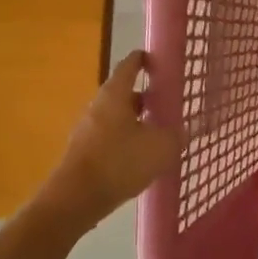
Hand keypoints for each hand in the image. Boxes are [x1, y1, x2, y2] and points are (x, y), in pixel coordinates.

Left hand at [37, 51, 180, 231]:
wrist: (76, 198)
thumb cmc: (120, 162)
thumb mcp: (161, 147)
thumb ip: (175, 135)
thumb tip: (180, 131)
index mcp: (115, 95)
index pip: (129, 66)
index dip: (143, 60)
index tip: (156, 61)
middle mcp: (98, 107)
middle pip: (123, 94)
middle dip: (144, 98)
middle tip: (166, 104)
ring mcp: (87, 130)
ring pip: (117, 118)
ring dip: (136, 122)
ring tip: (158, 134)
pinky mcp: (84, 152)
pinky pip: (110, 139)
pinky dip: (126, 142)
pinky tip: (141, 158)